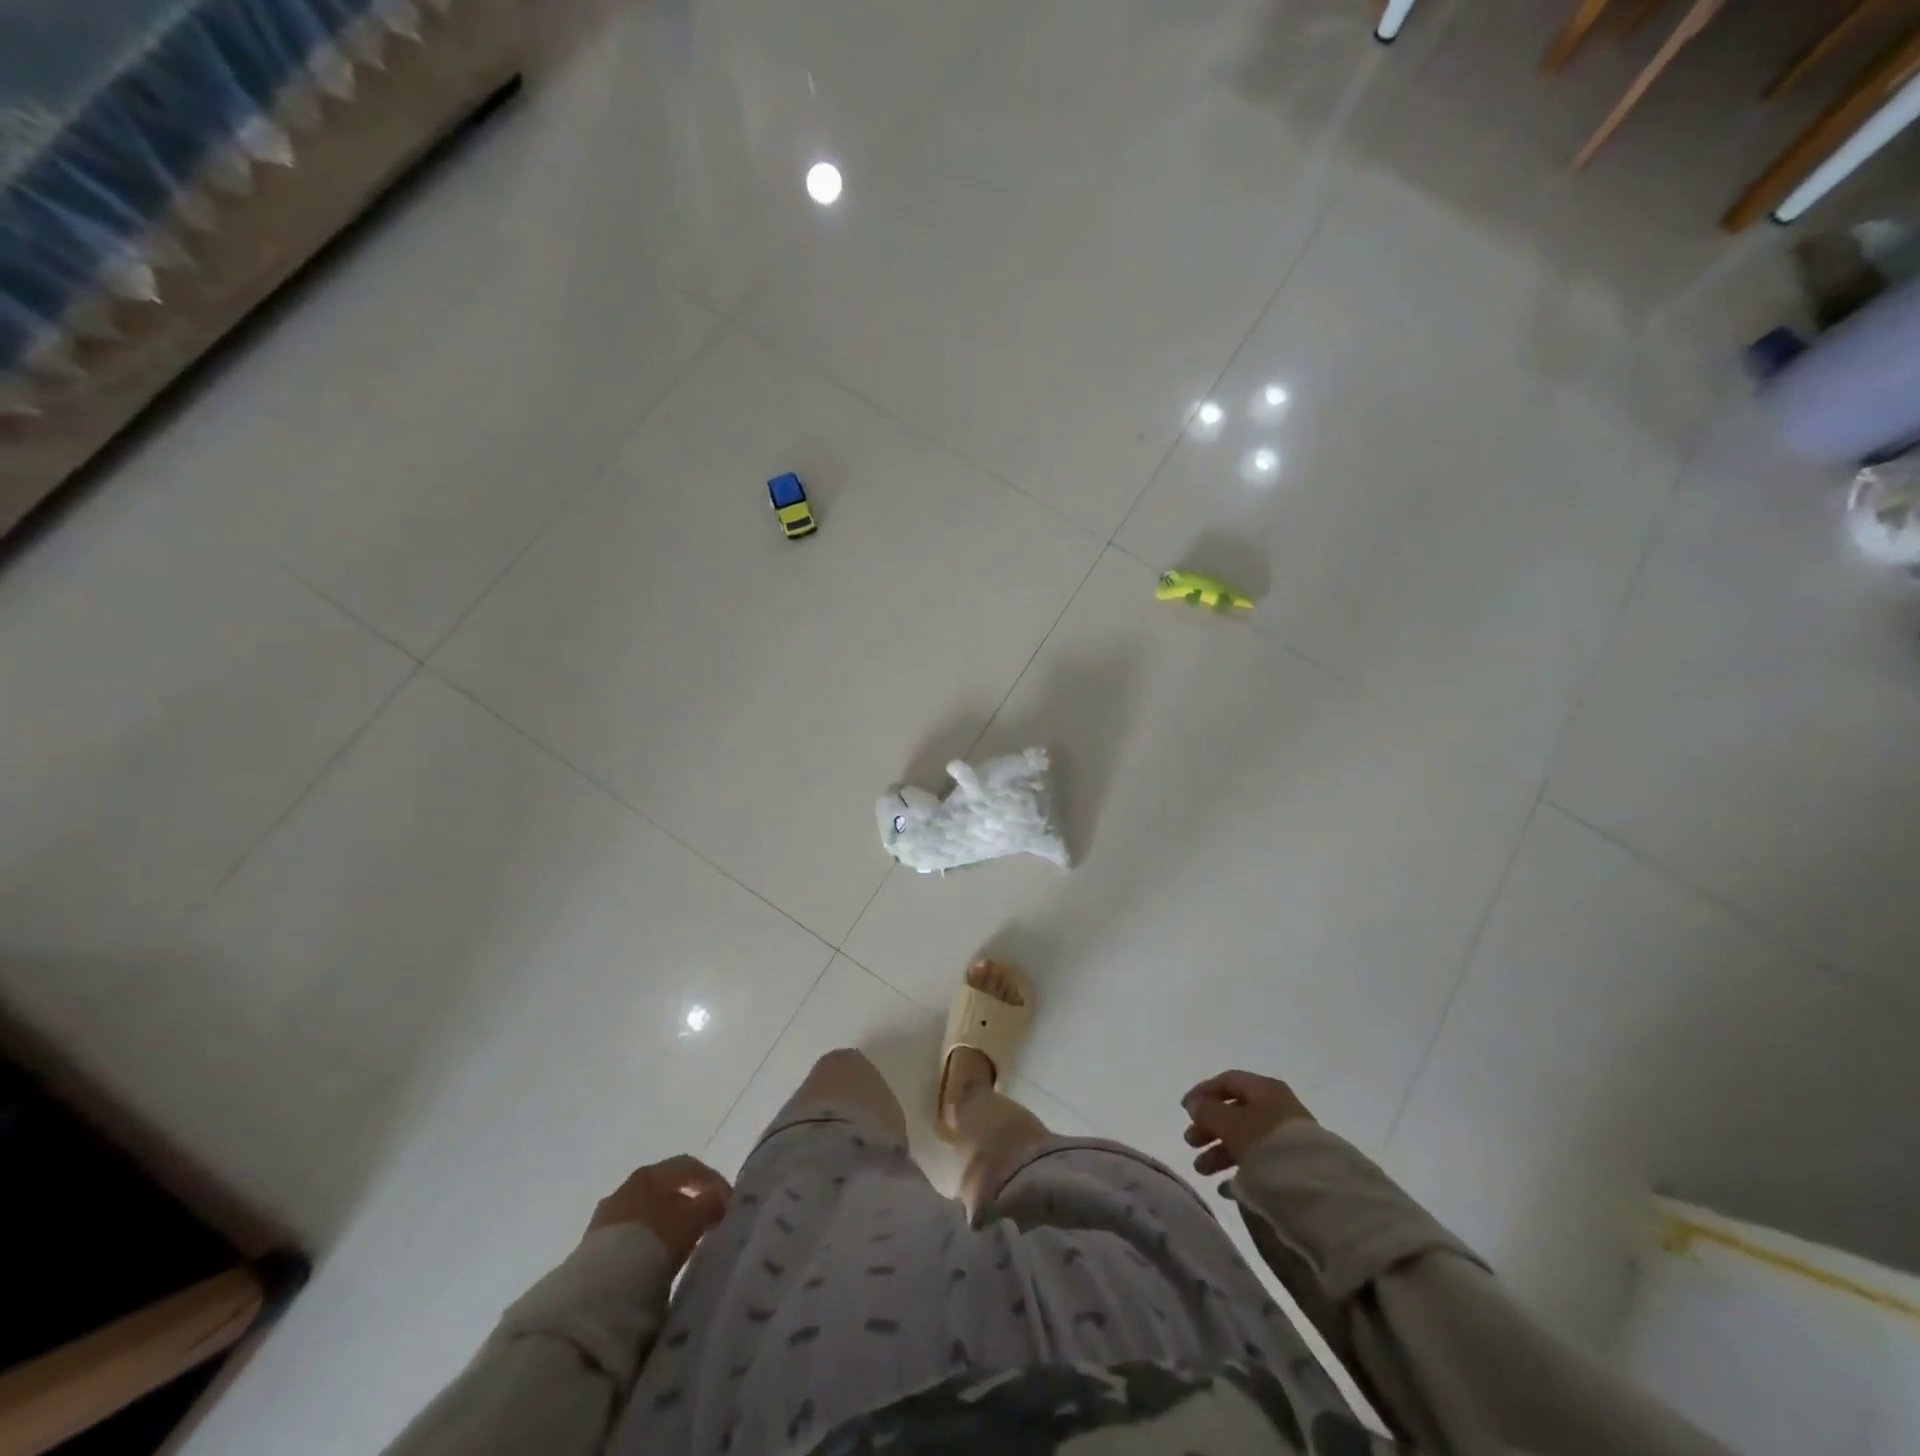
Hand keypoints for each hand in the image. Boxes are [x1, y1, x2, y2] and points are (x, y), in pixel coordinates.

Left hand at [587, 1155, 731, 1266]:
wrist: (601, 1290)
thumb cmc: (654, 1241)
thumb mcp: (693, 1220)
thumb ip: (710, 1204)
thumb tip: (716, 1201)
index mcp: (650, 1174)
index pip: (687, 1166)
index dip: (711, 1180)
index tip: (727, 1202)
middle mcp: (625, 1189)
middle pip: (663, 1189)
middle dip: (686, 1202)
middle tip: (704, 1221)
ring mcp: (605, 1220)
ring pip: (644, 1215)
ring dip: (664, 1225)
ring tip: (680, 1246)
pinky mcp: (591, 1252)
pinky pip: (628, 1240)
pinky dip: (646, 1245)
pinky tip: (654, 1263)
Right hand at [1182, 1071, 1313, 1177]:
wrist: (1320, 1192)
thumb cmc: (1269, 1145)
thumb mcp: (1231, 1123)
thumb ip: (1208, 1110)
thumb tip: (1195, 1104)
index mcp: (1265, 1089)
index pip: (1227, 1081)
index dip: (1203, 1092)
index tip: (1184, 1111)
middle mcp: (1277, 1108)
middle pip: (1235, 1111)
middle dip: (1209, 1127)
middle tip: (1190, 1143)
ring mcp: (1288, 1139)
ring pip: (1245, 1139)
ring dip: (1220, 1152)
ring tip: (1202, 1170)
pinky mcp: (1295, 1167)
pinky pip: (1260, 1162)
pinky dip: (1239, 1171)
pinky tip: (1226, 1187)